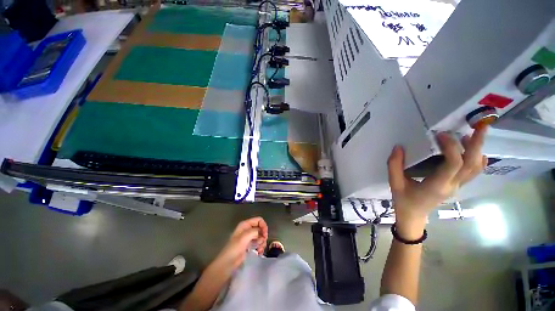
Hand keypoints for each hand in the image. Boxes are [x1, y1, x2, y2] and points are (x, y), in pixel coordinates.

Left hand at [211, 217, 267, 271]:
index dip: (263, 225)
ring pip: (260, 236)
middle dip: (263, 235)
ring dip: (262, 242)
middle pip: (260, 228)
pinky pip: (258, 243)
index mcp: (245, 225)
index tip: (265, 234)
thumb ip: (255, 232)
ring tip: (260, 249)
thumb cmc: (234, 248)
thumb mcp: (244, 237)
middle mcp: (248, 229)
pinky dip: (260, 246)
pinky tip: (259, 252)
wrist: (227, 263)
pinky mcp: (250, 245)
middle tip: (263, 242)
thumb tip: (262, 233)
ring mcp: (249, 237)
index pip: (259, 220)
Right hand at [387, 127, 486, 235]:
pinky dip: (478, 160)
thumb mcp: (394, 183)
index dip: (450, 147)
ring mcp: (457, 186)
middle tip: (479, 126)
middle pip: (472, 164)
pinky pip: (473, 172)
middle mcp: (452, 185)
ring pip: (476, 168)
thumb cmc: (403, 200)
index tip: (440, 135)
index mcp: (437, 185)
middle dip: (478, 144)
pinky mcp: (456, 185)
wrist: (413, 216)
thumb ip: (394, 165)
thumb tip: (398, 147)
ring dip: (478, 150)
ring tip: (473, 134)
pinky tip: (475, 151)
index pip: (453, 164)